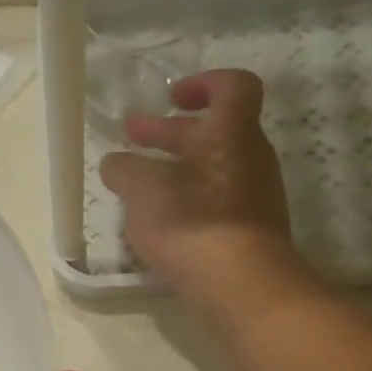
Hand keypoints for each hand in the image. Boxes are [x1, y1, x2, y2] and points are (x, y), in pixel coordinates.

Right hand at [100, 69, 315, 321]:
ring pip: (211, 170)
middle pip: (212, 132)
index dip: (202, 84)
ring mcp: (254, 198)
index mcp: (231, 134)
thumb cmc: (192, 222)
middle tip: (130, 137)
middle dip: (168, 133)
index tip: (171, 97)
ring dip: (174, 170)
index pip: (232, 87)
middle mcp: (250, 159)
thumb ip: (125, 169)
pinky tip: (157, 222)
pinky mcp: (248, 233)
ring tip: (136, 186)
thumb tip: (117, 164)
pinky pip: (214, 204)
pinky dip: (185, 202)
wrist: (242, 287)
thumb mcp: (143, 189)